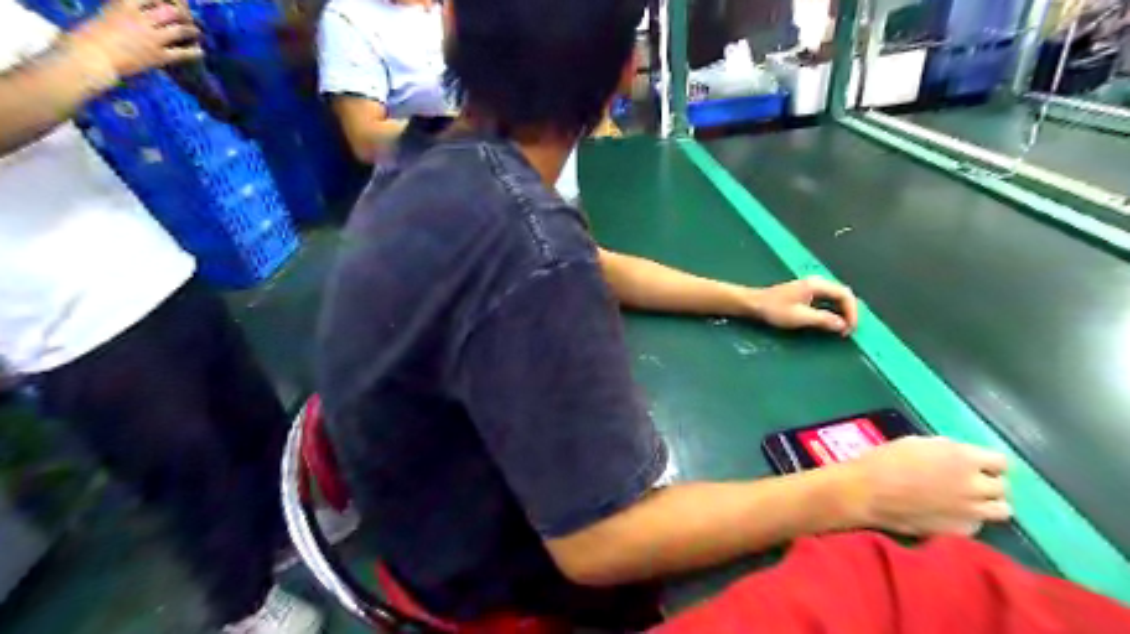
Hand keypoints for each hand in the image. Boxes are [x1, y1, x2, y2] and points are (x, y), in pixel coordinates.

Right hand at [64, 0, 202, 81]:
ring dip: (192, 30)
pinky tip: (200, 51)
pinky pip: (184, 53)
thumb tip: (132, 10)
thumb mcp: (107, 15)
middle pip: (172, 10)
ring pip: (181, 30)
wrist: (89, 56)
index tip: (173, 2)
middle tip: (189, 17)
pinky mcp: (158, 56)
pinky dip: (195, 51)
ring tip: (197, 32)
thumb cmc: (88, 36)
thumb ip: (124, 12)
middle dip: (183, 13)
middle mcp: (140, 18)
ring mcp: (151, 38)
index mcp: (123, 4)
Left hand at [748, 278, 855, 337]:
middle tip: (847, 331)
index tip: (849, 329)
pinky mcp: (806, 294)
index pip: (845, 295)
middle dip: (849, 313)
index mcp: (817, 285)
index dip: (852, 312)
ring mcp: (812, 287)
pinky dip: (832, 311)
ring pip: (835, 298)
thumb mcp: (799, 317)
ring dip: (841, 313)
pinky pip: (827, 301)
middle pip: (842, 295)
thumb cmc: (774, 309)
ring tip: (841, 329)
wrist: (753, 304)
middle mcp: (817, 283)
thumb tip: (842, 325)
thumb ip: (822, 320)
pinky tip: (829, 322)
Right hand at [843, 437, 1010, 535]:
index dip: (987, 462)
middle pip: (1003, 487)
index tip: (973, 464)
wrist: (865, 492)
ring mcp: (971, 512)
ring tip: (965, 501)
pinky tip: (946, 514)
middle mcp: (975, 485)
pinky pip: (977, 525)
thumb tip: (960, 457)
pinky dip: (967, 519)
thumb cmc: (884, 460)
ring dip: (986, 504)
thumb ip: (946, 450)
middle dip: (987, 483)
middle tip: (965, 483)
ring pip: (1001, 510)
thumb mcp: (915, 443)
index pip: (1001, 461)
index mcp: (964, 458)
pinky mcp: (960, 531)